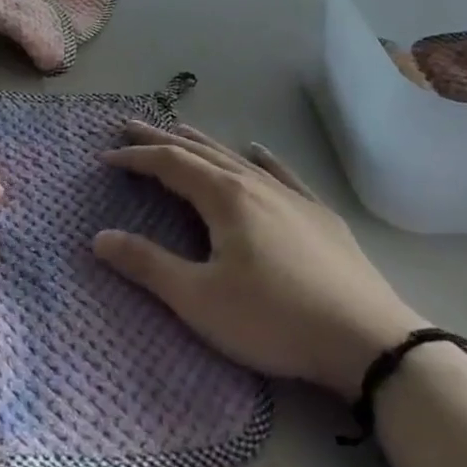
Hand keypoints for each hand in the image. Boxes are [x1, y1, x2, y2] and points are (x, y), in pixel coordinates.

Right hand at [94, 123, 423, 397]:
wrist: (368, 340)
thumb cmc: (274, 319)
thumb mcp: (199, 300)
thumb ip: (147, 265)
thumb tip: (99, 237)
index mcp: (224, 197)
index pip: (169, 164)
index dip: (136, 157)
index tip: (106, 156)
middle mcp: (255, 184)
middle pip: (200, 152)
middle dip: (162, 139)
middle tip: (132, 126)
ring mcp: (291, 196)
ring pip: (237, 158)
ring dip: (204, 144)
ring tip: (181, 131)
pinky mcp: (320, 215)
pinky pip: (282, 174)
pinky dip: (261, 159)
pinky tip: (257, 151)